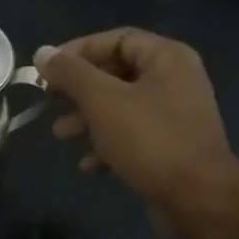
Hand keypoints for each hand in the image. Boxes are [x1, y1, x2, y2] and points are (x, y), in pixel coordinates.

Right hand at [36, 29, 238, 216]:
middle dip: (78, 91)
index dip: (77, 52)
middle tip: (50, 103)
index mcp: (166, 57)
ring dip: (86, 120)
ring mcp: (174, 115)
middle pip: (116, 74)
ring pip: (120, 108)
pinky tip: (88, 164)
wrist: (197, 198)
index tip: (46, 72)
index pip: (115, 40)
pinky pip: (131, 136)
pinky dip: (106, 145)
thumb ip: (70, 74)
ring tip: (61, 136)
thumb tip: (42, 54)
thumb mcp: (102, 101)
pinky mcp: (170, 147)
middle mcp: (174, 80)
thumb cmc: (150, 140)